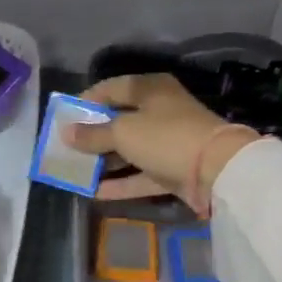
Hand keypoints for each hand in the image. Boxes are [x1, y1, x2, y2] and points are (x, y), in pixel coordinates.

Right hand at [63, 73, 259, 203]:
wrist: (217, 170)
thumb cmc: (165, 137)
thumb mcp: (123, 132)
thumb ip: (92, 134)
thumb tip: (66, 132)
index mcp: (150, 89)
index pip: (112, 88)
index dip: (87, 100)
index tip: (64, 115)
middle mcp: (160, 111)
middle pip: (120, 120)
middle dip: (93, 134)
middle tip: (66, 147)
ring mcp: (168, 142)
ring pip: (130, 150)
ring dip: (104, 161)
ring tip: (75, 171)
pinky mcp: (173, 170)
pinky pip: (141, 175)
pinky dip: (120, 183)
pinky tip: (94, 193)